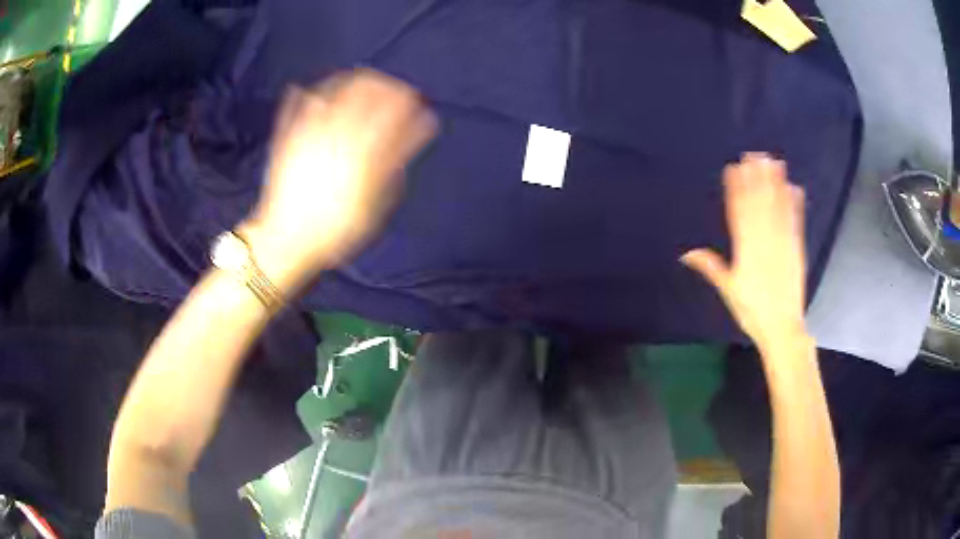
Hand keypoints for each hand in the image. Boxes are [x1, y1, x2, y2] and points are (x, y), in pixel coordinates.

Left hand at [241, 70, 435, 293]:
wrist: (286, 240)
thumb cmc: (336, 229)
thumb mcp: (375, 204)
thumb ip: (394, 163)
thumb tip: (415, 132)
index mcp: (362, 150)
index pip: (390, 112)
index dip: (406, 100)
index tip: (416, 99)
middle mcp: (336, 133)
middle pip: (363, 93)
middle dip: (384, 85)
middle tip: (394, 88)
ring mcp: (309, 133)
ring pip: (333, 92)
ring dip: (352, 81)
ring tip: (363, 80)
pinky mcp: (288, 138)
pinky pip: (297, 107)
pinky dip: (309, 94)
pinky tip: (315, 91)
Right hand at [682, 153, 806, 350]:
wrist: (782, 327)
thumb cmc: (752, 310)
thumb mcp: (728, 289)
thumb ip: (710, 266)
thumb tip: (686, 253)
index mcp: (746, 248)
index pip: (739, 212)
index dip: (736, 188)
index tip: (733, 168)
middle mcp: (765, 239)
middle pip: (759, 202)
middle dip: (756, 177)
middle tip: (754, 154)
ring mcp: (783, 242)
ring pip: (778, 206)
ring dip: (775, 183)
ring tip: (773, 162)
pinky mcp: (797, 248)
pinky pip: (795, 221)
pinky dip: (795, 204)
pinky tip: (794, 188)